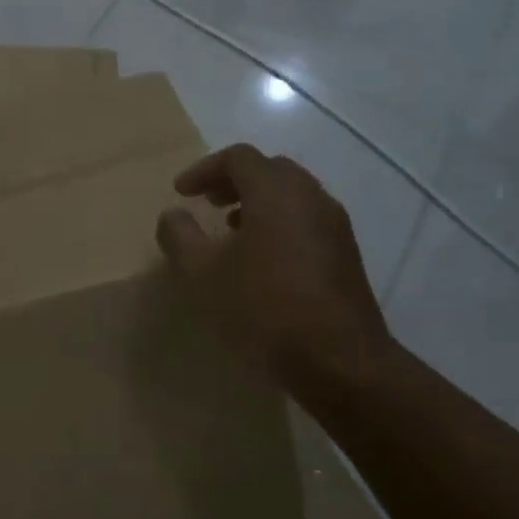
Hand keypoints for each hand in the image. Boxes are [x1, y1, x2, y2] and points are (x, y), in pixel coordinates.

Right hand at [155, 145, 398, 405]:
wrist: (338, 360)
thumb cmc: (262, 308)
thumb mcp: (201, 275)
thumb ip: (180, 237)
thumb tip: (173, 215)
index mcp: (276, 193)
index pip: (239, 158)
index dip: (204, 169)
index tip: (181, 192)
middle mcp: (311, 198)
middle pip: (270, 170)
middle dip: (234, 181)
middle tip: (207, 202)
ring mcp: (334, 227)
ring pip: (292, 196)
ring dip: (257, 203)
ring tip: (230, 230)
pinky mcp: (345, 255)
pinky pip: (306, 221)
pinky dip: (279, 223)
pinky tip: (261, 260)